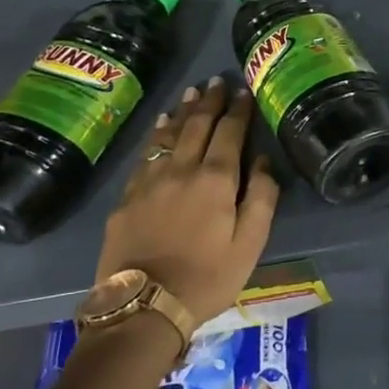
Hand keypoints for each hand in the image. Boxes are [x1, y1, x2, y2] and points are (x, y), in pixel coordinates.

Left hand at [97, 76, 280, 330]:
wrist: (143, 307)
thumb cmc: (207, 277)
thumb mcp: (250, 243)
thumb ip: (261, 197)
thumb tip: (262, 160)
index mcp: (216, 179)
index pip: (230, 133)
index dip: (238, 110)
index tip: (244, 90)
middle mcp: (182, 170)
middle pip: (198, 127)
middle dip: (210, 102)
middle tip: (217, 81)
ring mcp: (150, 182)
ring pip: (169, 136)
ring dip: (183, 112)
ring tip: (192, 94)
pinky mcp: (127, 198)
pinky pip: (145, 155)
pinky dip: (156, 135)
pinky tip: (161, 126)